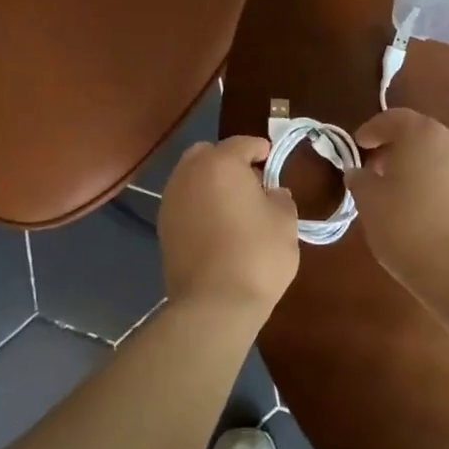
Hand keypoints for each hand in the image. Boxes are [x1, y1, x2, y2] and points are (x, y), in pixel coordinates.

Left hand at [158, 136, 299, 317]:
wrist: (214, 304)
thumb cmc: (257, 255)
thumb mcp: (285, 222)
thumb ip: (279, 198)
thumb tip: (272, 193)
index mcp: (220, 164)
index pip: (242, 143)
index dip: (259, 148)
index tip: (271, 158)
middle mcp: (189, 174)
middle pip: (207, 154)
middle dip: (227, 161)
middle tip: (250, 182)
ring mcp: (171, 201)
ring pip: (191, 178)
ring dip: (210, 183)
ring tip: (232, 206)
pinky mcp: (162, 227)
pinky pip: (184, 202)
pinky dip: (198, 205)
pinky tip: (216, 226)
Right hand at [345, 109, 448, 295]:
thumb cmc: (407, 228)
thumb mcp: (369, 202)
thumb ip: (360, 179)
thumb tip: (359, 172)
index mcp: (423, 134)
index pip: (393, 118)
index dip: (372, 130)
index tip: (358, 146)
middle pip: (420, 135)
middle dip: (396, 149)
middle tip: (376, 171)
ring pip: (441, 156)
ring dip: (420, 167)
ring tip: (402, 193)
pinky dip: (439, 184)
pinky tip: (427, 210)